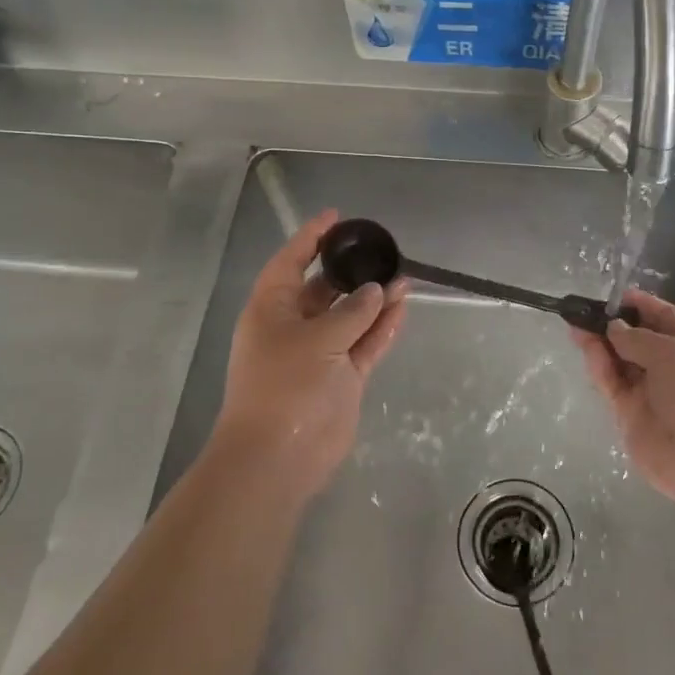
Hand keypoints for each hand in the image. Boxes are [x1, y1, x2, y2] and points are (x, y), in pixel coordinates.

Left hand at [213, 210, 407, 502]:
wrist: (280, 456)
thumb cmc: (286, 385)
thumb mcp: (318, 339)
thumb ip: (352, 312)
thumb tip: (376, 291)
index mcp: (271, 309)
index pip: (291, 262)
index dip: (311, 238)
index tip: (337, 217)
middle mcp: (294, 327)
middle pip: (324, 289)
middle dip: (351, 272)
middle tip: (382, 251)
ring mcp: (320, 354)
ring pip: (351, 317)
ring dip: (374, 300)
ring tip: (403, 277)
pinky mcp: (341, 379)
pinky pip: (365, 344)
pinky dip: (382, 328)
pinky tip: (402, 307)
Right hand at [569, 291, 674, 504]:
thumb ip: (638, 338)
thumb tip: (615, 328)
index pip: (666, 318)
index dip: (642, 305)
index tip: (615, 295)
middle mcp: (674, 366)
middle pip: (638, 340)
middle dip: (614, 324)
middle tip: (584, 310)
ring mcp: (651, 391)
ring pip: (620, 361)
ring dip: (600, 343)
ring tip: (575, 324)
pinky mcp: (631, 414)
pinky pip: (612, 384)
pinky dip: (599, 366)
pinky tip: (586, 347)